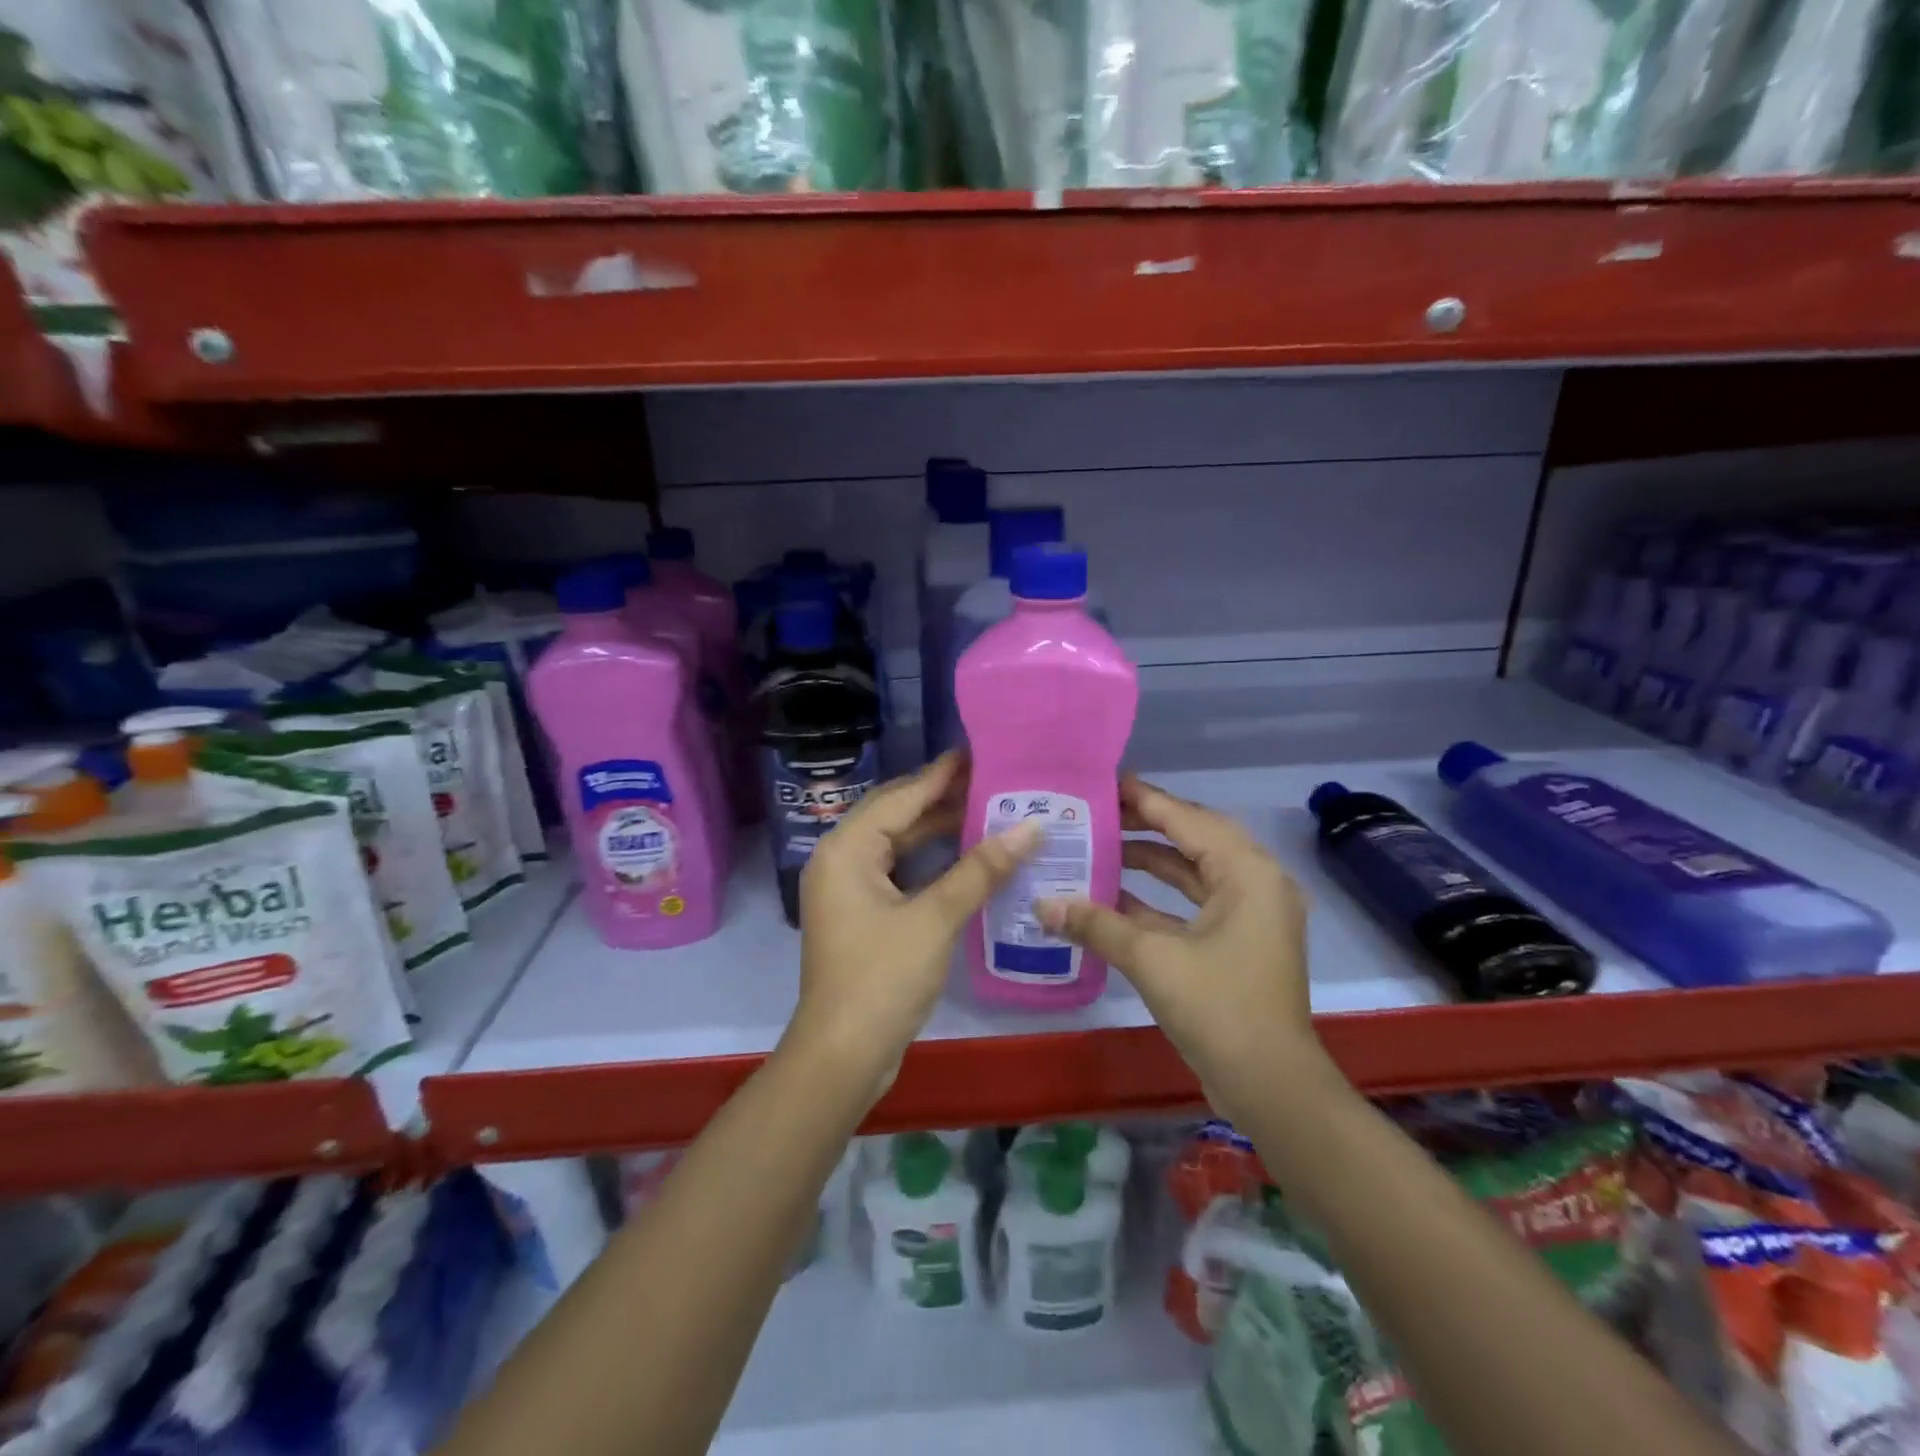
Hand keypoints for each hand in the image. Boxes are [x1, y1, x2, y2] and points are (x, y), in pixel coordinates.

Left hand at [784, 750, 1040, 1101]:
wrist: (843, 1055)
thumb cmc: (882, 979)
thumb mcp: (935, 919)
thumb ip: (981, 869)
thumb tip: (1031, 826)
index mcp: (846, 849)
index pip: (901, 796)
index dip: (941, 774)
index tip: (981, 751)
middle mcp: (840, 859)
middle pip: (896, 814)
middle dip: (942, 797)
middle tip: (992, 780)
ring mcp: (849, 889)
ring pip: (898, 844)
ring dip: (938, 829)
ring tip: (988, 810)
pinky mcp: (861, 914)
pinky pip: (898, 871)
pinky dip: (930, 861)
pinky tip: (967, 856)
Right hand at [1036, 775, 1319, 1112]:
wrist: (1270, 1086)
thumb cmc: (1218, 1007)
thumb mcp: (1152, 959)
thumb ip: (1096, 924)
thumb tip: (1042, 903)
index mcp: (1247, 872)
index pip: (1187, 819)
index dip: (1145, 800)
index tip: (1105, 782)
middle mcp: (1255, 883)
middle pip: (1193, 839)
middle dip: (1145, 826)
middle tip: (1098, 812)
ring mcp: (1250, 916)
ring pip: (1193, 873)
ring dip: (1149, 862)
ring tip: (1099, 846)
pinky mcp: (1238, 943)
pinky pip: (1193, 905)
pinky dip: (1157, 900)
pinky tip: (1113, 897)